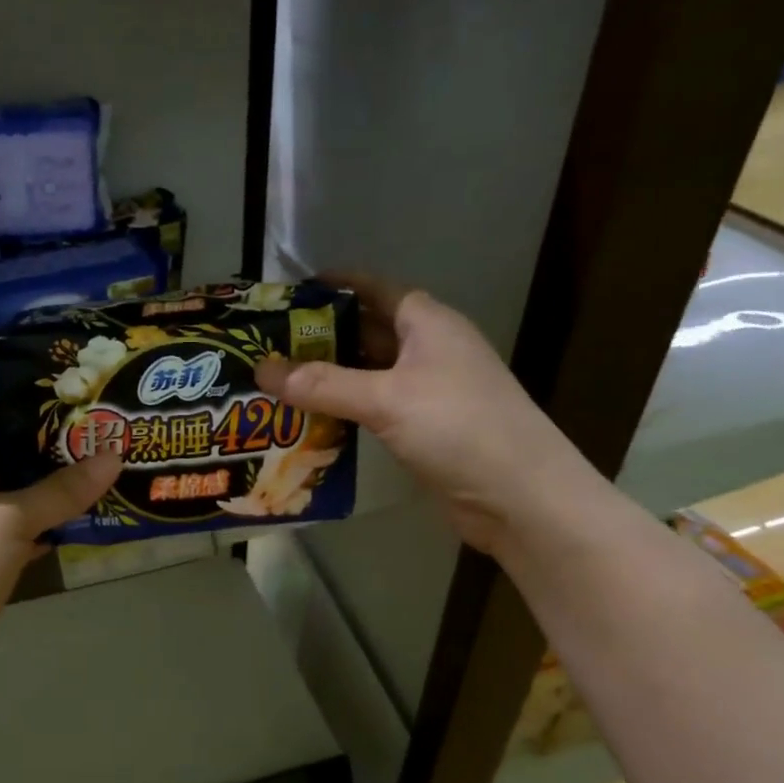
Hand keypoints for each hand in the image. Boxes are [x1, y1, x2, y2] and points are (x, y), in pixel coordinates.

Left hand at [0, 390, 120, 697]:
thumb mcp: (13, 517)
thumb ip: (63, 489)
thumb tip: (113, 455)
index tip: (36, 392)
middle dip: (33, 450)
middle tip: (82, 436)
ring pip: (4, 503)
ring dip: (41, 493)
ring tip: (89, 476)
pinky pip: (10, 538)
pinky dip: (37, 531)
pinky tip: (71, 528)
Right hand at [254, 276, 598, 554]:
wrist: (520, 496)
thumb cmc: (458, 427)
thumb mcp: (386, 399)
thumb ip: (323, 384)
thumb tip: (262, 369)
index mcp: (428, 324)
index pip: (377, 289)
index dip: (338, 286)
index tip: (293, 291)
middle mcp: (430, 350)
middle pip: (368, 332)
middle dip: (322, 336)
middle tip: (270, 344)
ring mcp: (430, 391)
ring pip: (370, 373)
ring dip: (330, 377)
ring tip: (279, 381)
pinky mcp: (425, 429)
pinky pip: (376, 408)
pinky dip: (346, 410)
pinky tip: (312, 419)